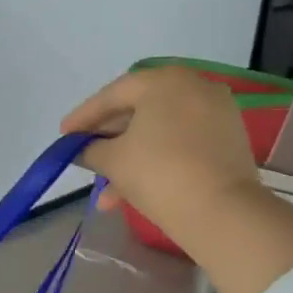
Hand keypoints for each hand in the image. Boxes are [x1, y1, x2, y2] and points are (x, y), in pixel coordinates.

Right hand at [61, 68, 265, 249]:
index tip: (64, 135)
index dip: (84, 116)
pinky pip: (180, 144)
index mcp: (164, 81)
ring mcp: (215, 113)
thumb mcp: (113, 160)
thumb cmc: (158, 173)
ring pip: (159, 132)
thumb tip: (82, 149)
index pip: (113, 94)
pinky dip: (156, 161)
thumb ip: (90, 150)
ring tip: (105, 192)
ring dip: (129, 158)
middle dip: (108, 139)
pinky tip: (132, 191)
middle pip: (138, 111)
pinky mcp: (228, 140)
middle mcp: (194, 87)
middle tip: (84, 156)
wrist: (221, 212)